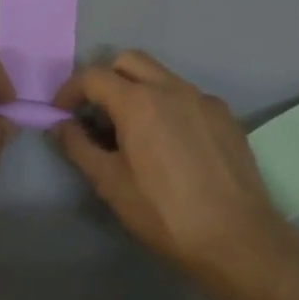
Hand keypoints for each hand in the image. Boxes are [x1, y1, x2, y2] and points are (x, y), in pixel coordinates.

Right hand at [53, 50, 287, 269]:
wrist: (238, 238)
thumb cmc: (164, 213)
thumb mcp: (111, 184)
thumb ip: (79, 147)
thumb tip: (60, 125)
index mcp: (138, 101)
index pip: (93, 76)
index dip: (70, 90)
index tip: (62, 113)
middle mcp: (172, 87)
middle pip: (128, 61)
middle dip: (105, 78)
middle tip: (94, 112)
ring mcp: (203, 99)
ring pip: (161, 75)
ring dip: (137, 89)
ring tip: (131, 129)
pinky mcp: (226, 116)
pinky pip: (187, 96)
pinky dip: (167, 105)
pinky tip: (169, 142)